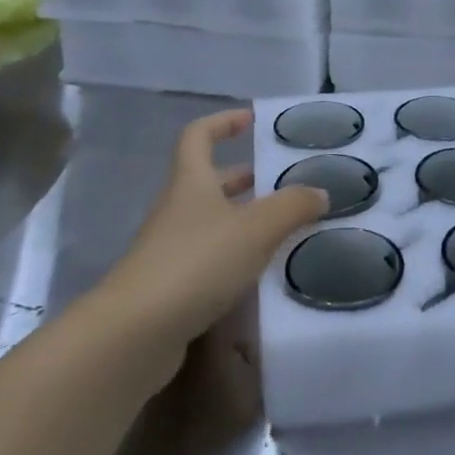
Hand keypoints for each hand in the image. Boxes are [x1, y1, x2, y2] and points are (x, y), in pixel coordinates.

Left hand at [101, 108, 328, 345]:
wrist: (134, 333)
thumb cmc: (196, 263)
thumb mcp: (256, 229)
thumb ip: (292, 207)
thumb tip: (320, 192)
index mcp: (192, 182)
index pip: (199, 136)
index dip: (223, 122)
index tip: (251, 121)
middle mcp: (177, 210)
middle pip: (208, 181)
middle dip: (243, 177)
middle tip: (281, 181)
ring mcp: (170, 249)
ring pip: (211, 222)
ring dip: (243, 219)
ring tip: (283, 227)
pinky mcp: (170, 287)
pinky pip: (209, 258)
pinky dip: (235, 256)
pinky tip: (261, 272)